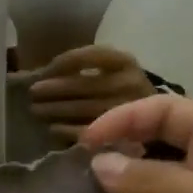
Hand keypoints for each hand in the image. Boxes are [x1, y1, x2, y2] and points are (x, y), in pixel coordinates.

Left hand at [27, 45, 156, 142]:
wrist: (160, 126)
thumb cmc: (124, 96)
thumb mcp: (112, 73)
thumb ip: (85, 70)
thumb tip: (43, 73)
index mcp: (126, 62)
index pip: (88, 56)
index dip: (61, 63)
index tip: (43, 70)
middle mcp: (130, 83)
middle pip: (83, 84)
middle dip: (53, 89)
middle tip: (32, 93)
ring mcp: (128, 111)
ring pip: (84, 108)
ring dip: (55, 110)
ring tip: (36, 111)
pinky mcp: (125, 136)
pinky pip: (89, 132)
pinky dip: (66, 130)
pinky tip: (52, 130)